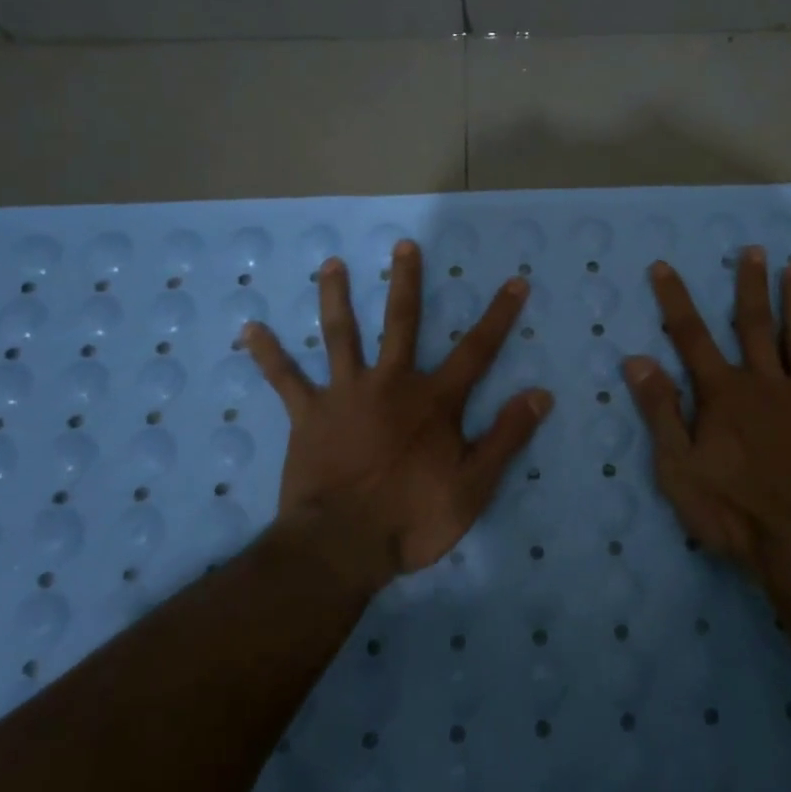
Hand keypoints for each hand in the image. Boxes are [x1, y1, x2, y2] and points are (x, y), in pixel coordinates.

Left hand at [241, 240, 553, 594]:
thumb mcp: (475, 486)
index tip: (515, 281)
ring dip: (335, 297)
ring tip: (330, 264)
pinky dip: (269, 354)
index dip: (500, 315)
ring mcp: (346, 394)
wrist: (342, 546)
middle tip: (403, 244)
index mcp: (434, 400)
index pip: (478, 350)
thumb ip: (507, 437)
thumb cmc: (413, 518)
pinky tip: (250, 329)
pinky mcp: (309, 415)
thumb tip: (541, 394)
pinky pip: (285, 379)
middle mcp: (391, 383)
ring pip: (341, 335)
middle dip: (406, 282)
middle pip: (402, 322)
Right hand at [623, 248, 790, 583]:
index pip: (690, 336)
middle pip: (754, 325)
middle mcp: (764, 383)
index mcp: (723, 393)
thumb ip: (660, 409)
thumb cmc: (732, 509)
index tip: (664, 266)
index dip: (675, 300)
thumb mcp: (677, 466)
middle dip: (749, 285)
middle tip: (754, 250)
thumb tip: (637, 359)